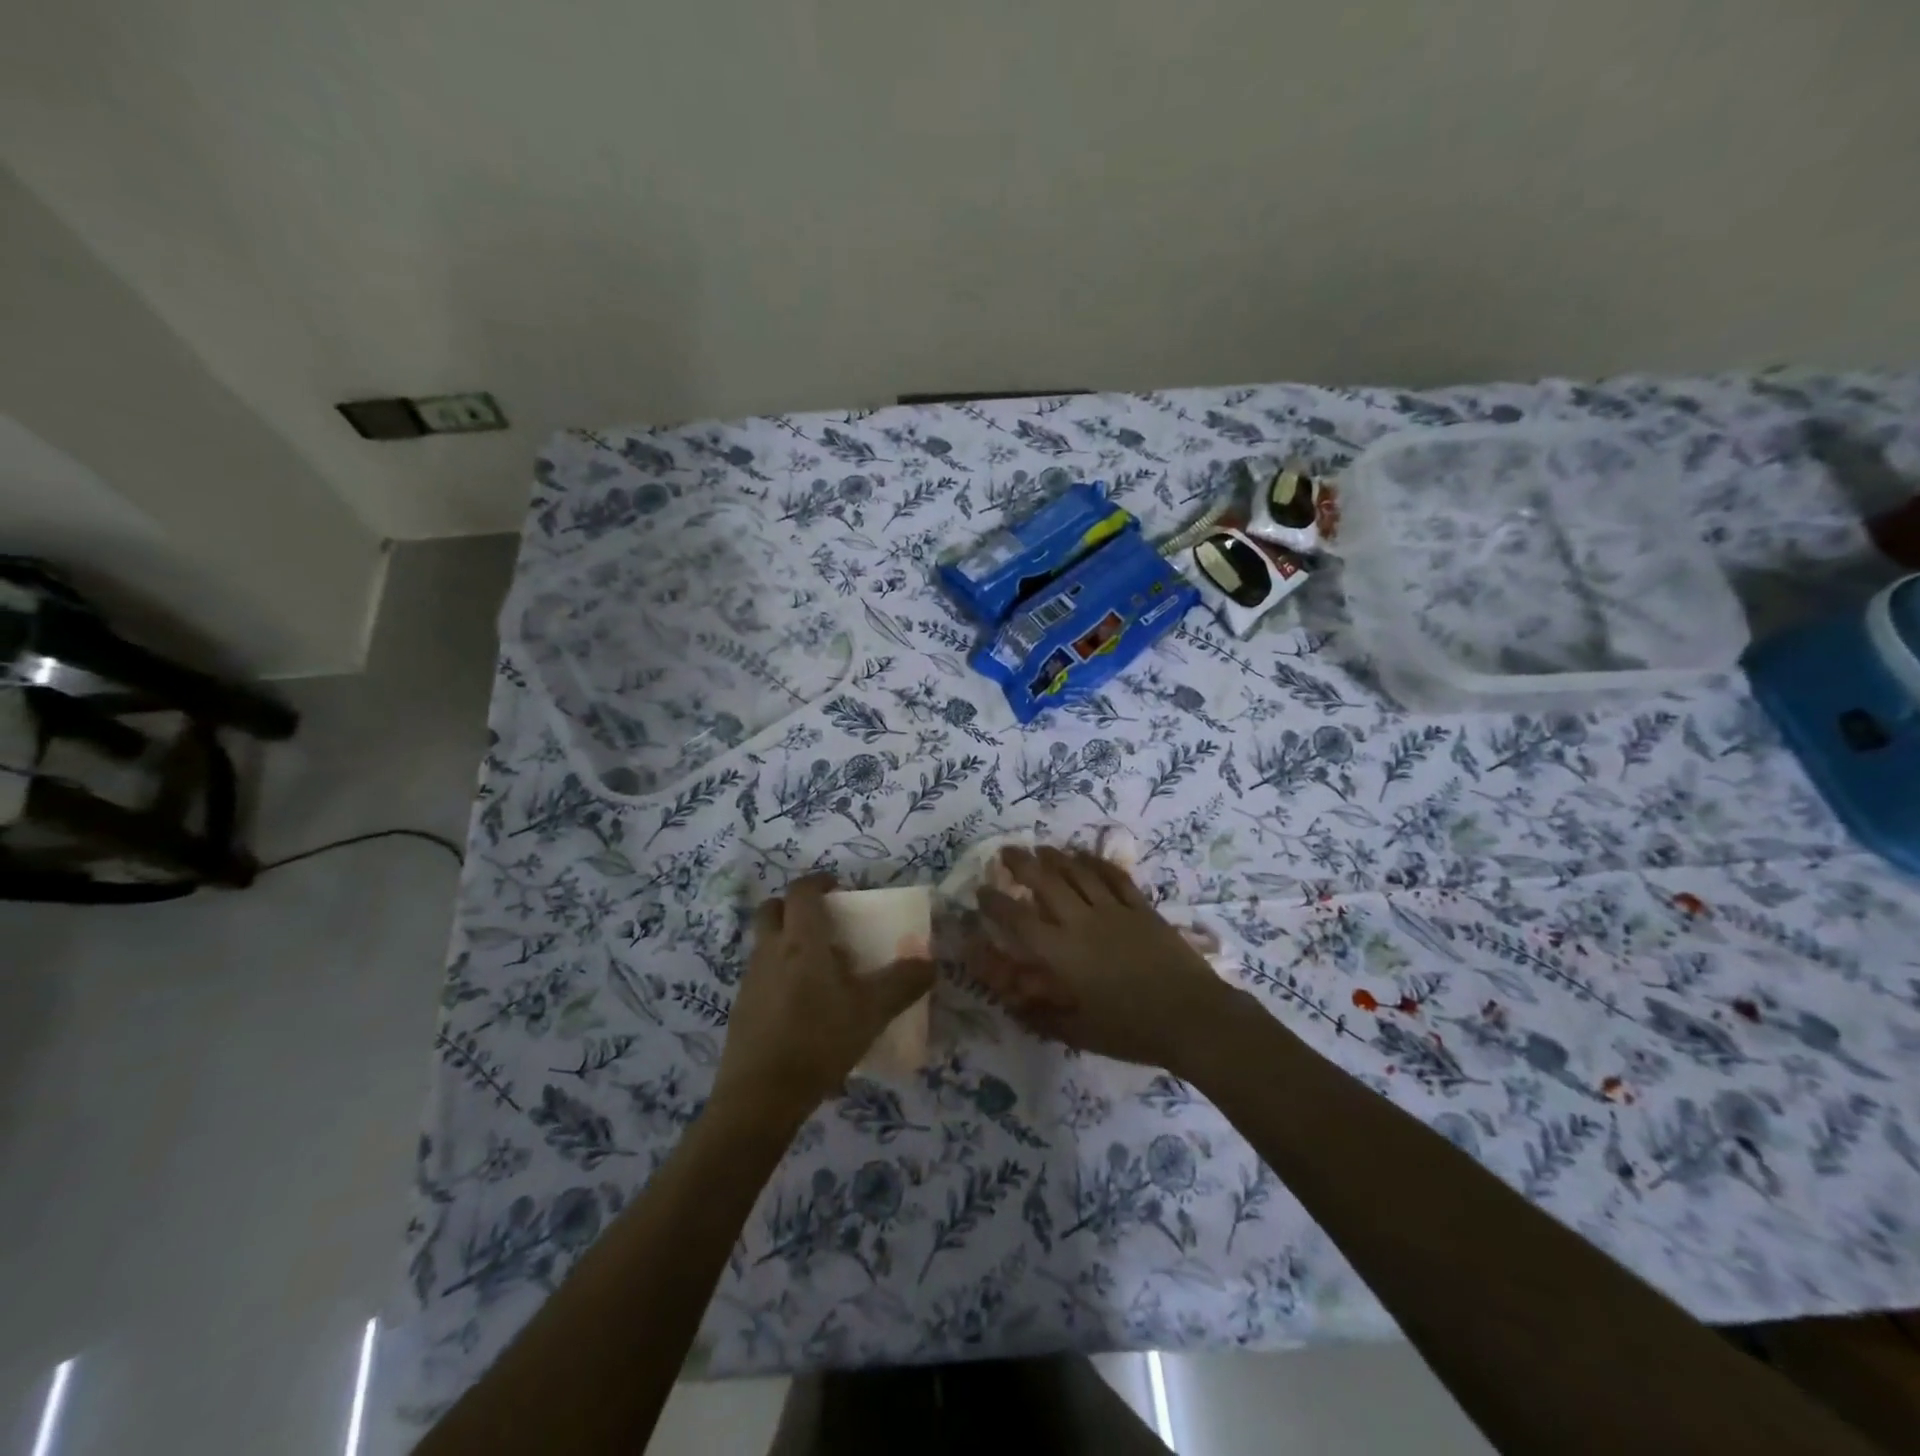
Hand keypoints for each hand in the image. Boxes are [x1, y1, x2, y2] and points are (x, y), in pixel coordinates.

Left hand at [711, 874, 934, 1123]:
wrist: (760, 1097)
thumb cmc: (818, 1040)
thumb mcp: (872, 1012)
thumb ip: (903, 983)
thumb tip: (930, 963)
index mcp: (801, 941)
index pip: (801, 892)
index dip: (818, 881)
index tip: (838, 886)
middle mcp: (770, 952)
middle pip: (772, 910)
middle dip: (793, 906)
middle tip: (823, 921)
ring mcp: (751, 981)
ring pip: (765, 943)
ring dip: (787, 941)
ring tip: (820, 969)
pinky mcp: (742, 1009)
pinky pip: (762, 976)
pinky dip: (780, 975)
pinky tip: (804, 1007)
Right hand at [968, 846, 1247, 1074]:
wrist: (1191, 1017)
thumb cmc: (1132, 1030)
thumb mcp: (1080, 1033)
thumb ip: (1043, 1017)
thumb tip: (1012, 1005)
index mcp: (1062, 953)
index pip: (1019, 920)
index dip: (996, 904)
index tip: (982, 890)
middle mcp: (1082, 922)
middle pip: (1046, 883)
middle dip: (1022, 864)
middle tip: (1006, 851)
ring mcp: (1114, 911)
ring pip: (1078, 873)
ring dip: (1056, 857)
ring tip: (1041, 848)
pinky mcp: (1141, 909)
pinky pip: (1115, 878)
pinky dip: (1097, 864)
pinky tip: (1086, 856)